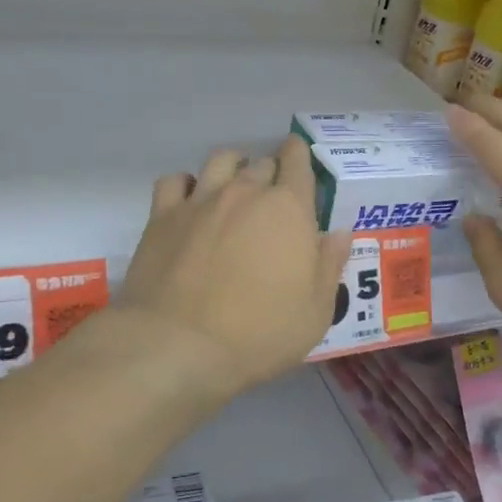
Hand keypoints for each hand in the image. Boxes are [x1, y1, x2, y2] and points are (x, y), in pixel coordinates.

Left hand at [116, 136, 351, 400]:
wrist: (177, 346)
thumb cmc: (259, 334)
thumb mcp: (315, 312)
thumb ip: (329, 265)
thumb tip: (339, 232)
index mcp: (289, 209)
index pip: (298, 163)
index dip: (300, 155)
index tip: (299, 158)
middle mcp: (245, 192)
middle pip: (262, 163)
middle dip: (271, 172)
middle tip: (272, 196)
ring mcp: (200, 201)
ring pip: (220, 161)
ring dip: (233, 167)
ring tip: (234, 187)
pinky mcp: (162, 216)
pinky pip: (175, 181)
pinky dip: (187, 185)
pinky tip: (190, 203)